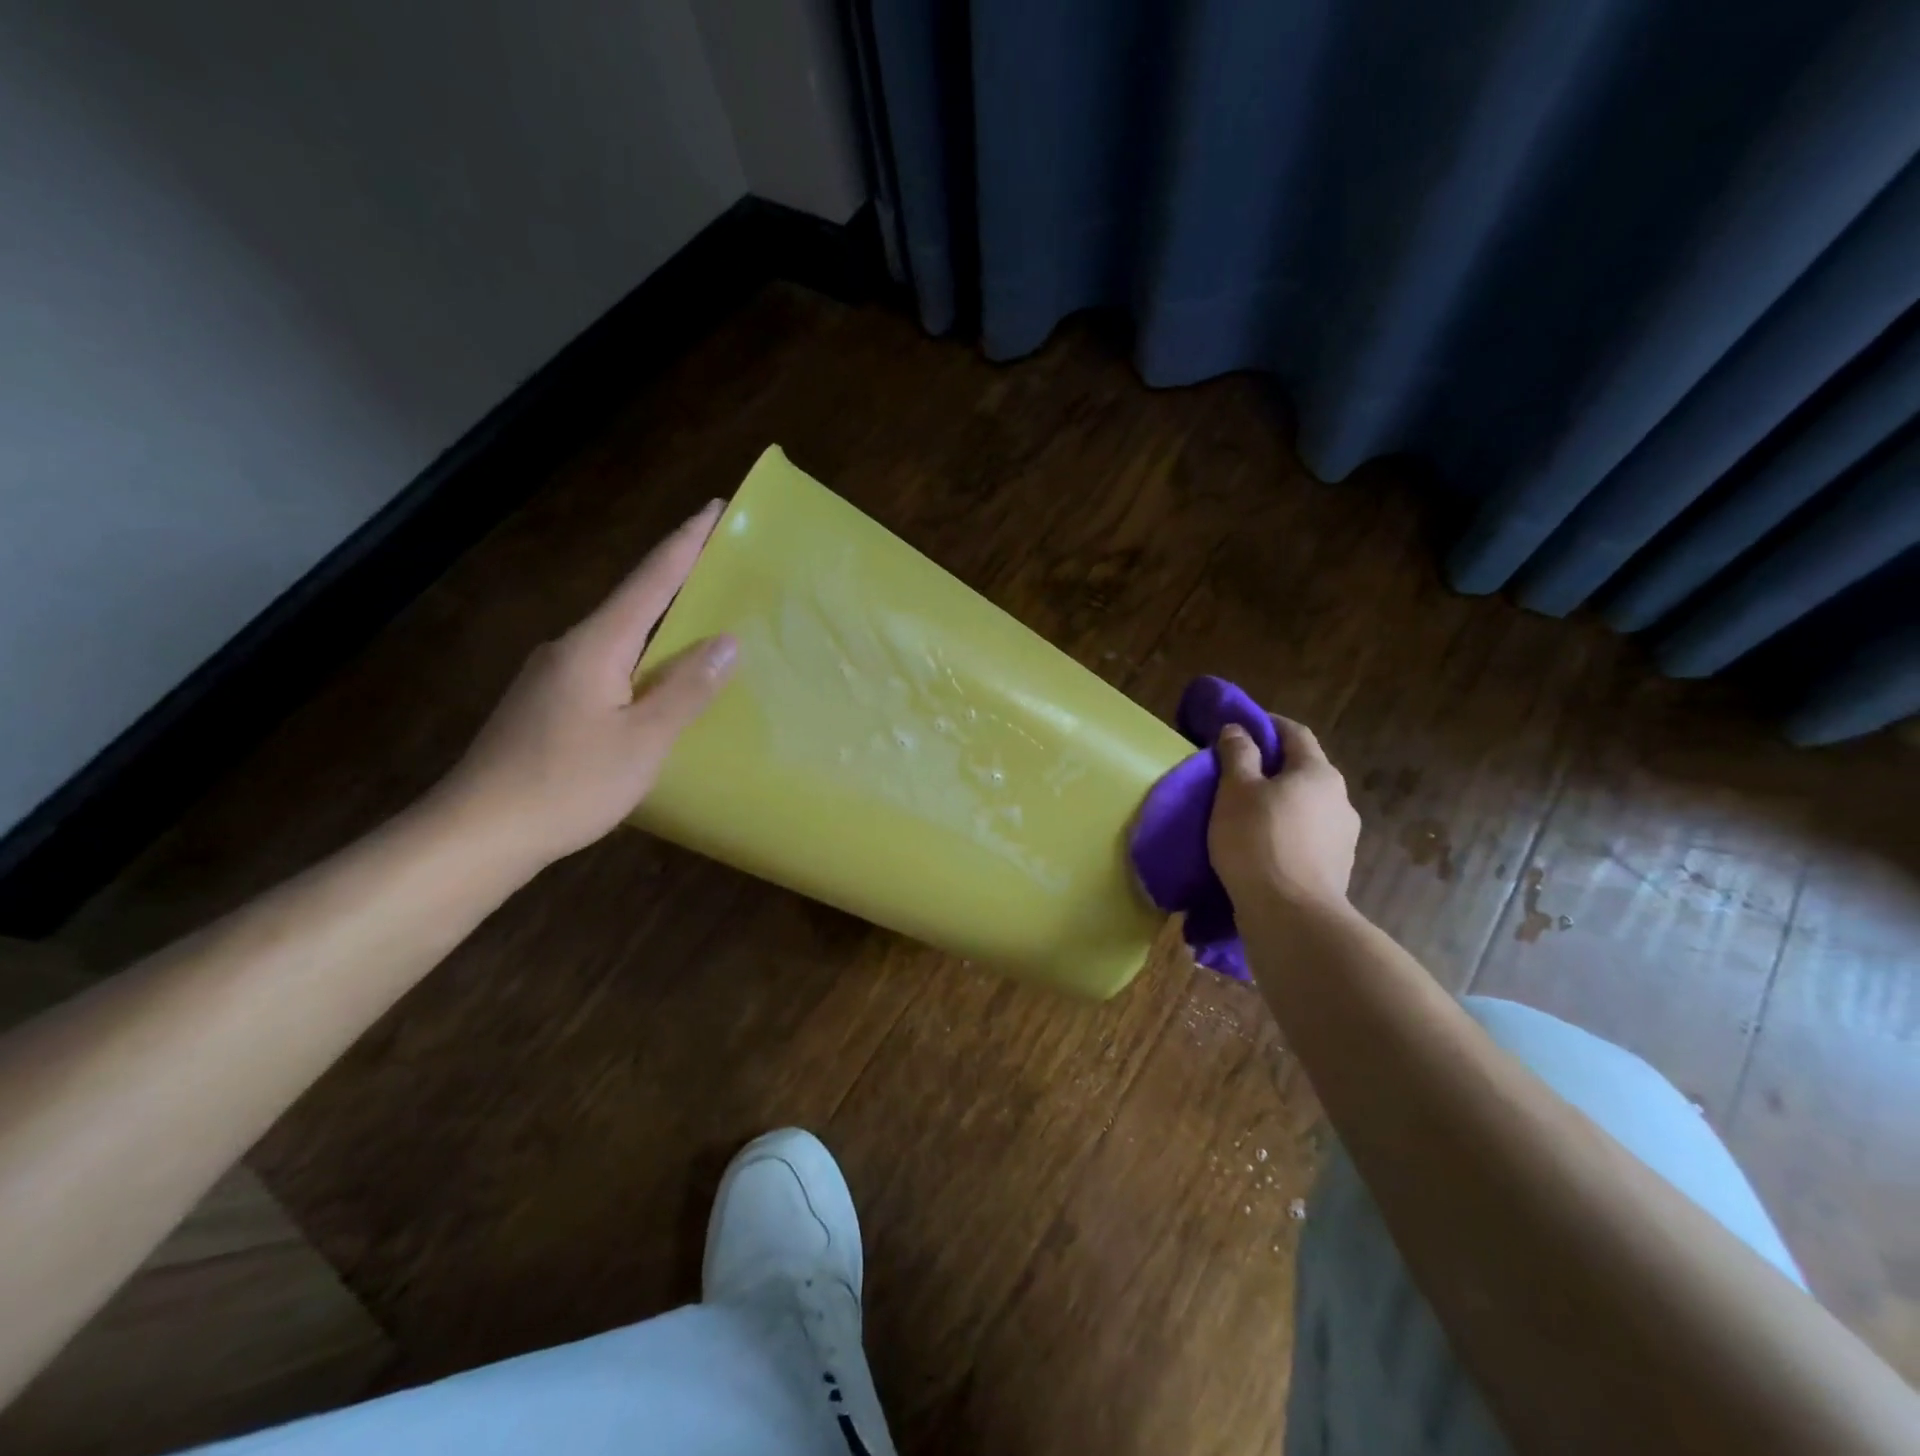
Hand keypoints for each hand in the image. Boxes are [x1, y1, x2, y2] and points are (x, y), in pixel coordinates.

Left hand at [428, 501, 736, 868]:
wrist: (478, 833)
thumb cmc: (567, 784)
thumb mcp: (643, 741)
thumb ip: (686, 689)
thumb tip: (727, 642)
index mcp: (595, 646)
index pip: (650, 581)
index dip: (685, 544)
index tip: (715, 509)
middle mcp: (570, 648)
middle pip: (634, 603)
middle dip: (679, 580)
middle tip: (723, 567)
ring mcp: (553, 675)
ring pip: (620, 639)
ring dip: (662, 626)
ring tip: (704, 627)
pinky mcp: (547, 703)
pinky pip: (607, 667)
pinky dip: (642, 661)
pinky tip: (659, 685)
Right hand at [1209, 715, 1359, 914]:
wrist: (1291, 916)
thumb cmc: (1258, 841)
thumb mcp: (1236, 791)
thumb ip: (1238, 755)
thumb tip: (1238, 730)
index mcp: (1318, 773)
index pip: (1295, 733)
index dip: (1268, 725)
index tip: (1242, 727)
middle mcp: (1340, 799)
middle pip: (1304, 770)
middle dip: (1273, 767)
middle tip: (1238, 774)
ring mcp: (1344, 837)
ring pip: (1307, 806)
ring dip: (1281, 803)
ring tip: (1249, 815)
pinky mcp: (1336, 868)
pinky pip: (1308, 837)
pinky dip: (1287, 833)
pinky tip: (1264, 847)